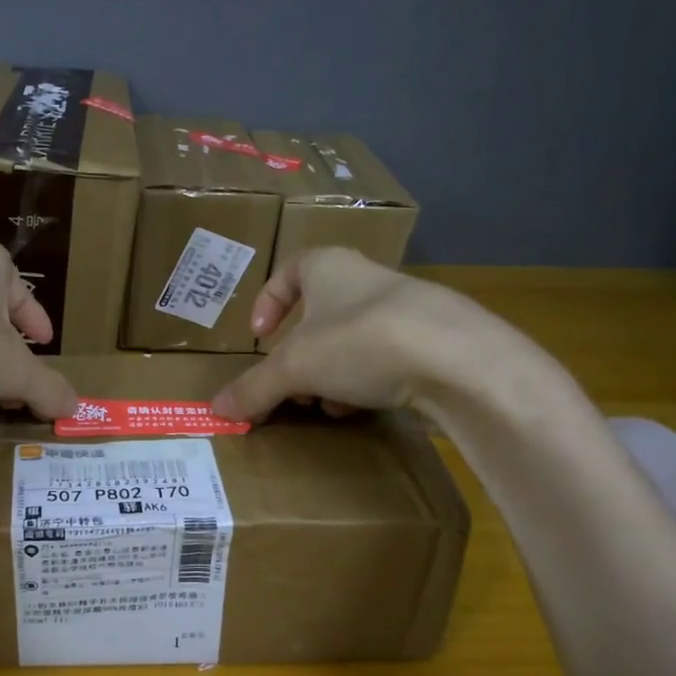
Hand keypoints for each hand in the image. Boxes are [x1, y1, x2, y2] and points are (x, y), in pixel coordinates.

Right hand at [209, 247, 548, 421]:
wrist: (460, 360)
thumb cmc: (361, 341)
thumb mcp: (296, 367)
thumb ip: (255, 388)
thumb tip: (216, 409)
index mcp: (329, 266)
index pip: (289, 271)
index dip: (269, 303)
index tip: (260, 338)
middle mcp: (368, 278)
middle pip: (320, 314)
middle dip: (301, 354)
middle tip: (292, 385)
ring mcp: (407, 307)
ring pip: (353, 338)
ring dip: (332, 372)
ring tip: (326, 404)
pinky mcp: (437, 339)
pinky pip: (388, 357)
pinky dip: (368, 380)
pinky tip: (364, 408)